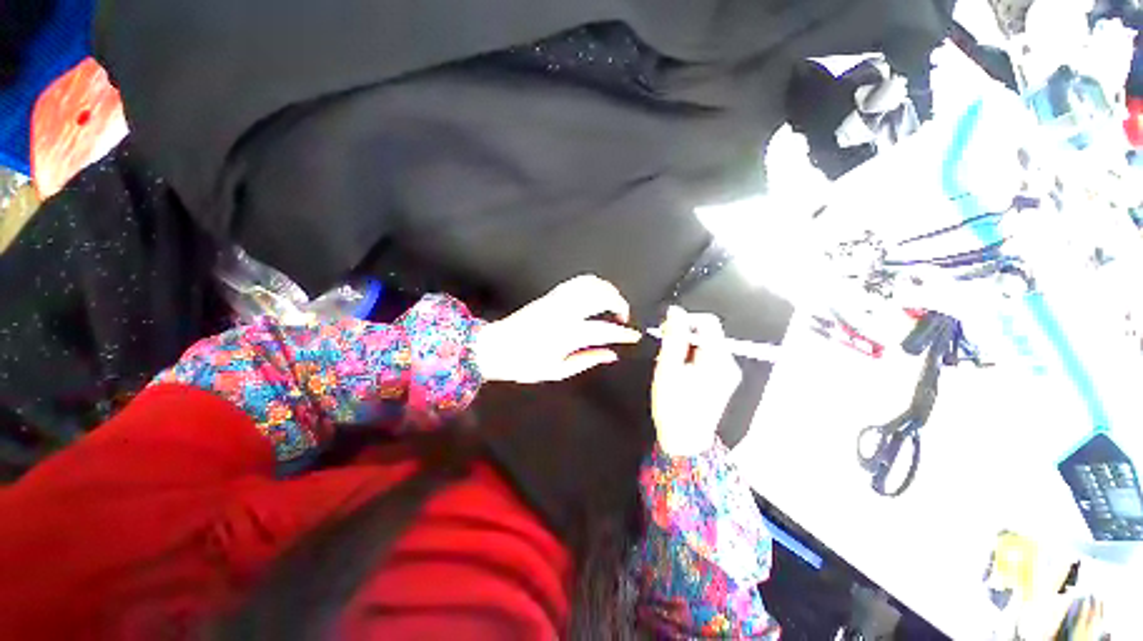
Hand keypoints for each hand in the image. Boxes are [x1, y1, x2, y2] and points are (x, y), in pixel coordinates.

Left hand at [473, 275, 641, 383]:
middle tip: (623, 317)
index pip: (605, 330)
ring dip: (607, 290)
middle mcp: (565, 312)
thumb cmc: (525, 364)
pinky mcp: (551, 295)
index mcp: (567, 334)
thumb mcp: (557, 370)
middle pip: (601, 297)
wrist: (495, 347)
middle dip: (620, 304)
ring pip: (590, 284)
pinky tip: (596, 293)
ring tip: (613, 303)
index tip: (635, 336)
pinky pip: (576, 282)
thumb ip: (587, 360)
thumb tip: (611, 355)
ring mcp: (557, 300)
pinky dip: (592, 284)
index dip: (624, 333)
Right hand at [651, 306, 741, 455]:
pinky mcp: (723, 379)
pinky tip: (680, 372)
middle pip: (708, 333)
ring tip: (671, 365)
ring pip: (706, 345)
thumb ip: (673, 336)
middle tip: (665, 351)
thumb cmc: (673, 405)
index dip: (686, 320)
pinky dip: (692, 357)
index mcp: (717, 358)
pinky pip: (707, 357)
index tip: (668, 330)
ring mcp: (728, 372)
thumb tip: (675, 311)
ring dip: (686, 347)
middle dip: (684, 336)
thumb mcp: (668, 367)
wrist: (684, 440)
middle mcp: (728, 362)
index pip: (708, 321)